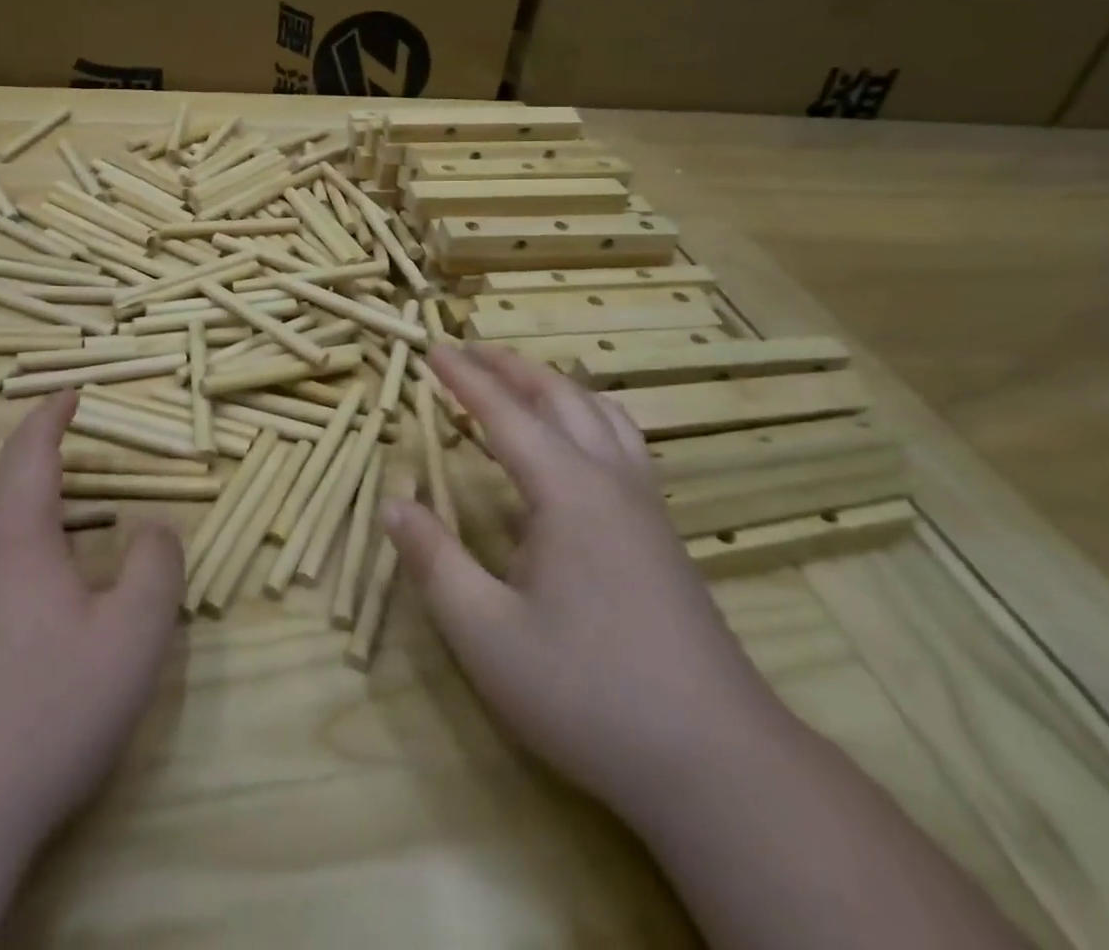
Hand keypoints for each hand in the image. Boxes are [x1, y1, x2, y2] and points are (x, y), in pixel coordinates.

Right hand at [383, 346, 779, 815]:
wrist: (716, 761)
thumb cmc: (588, 692)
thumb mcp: (487, 635)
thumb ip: (435, 561)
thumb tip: (392, 502)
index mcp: (566, 491)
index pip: (504, 413)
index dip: (465, 378)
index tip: (432, 347)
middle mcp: (610, 480)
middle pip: (559, 397)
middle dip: (511, 367)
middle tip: (470, 350)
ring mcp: (645, 505)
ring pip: (601, 414)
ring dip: (555, 386)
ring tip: (521, 380)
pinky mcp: (663, 533)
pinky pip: (624, 443)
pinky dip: (590, 416)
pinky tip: (579, 445)